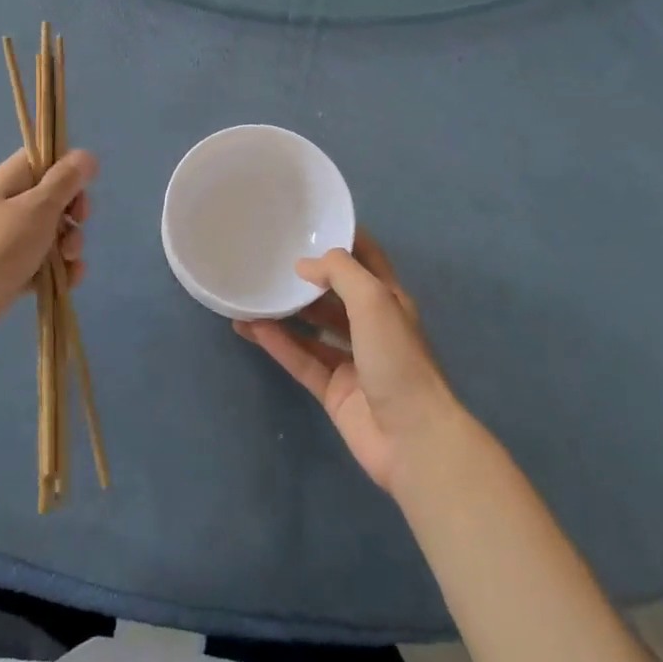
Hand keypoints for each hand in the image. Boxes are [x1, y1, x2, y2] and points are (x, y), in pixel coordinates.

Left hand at [0, 148, 94, 342]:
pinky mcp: (12, 270)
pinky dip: (59, 271)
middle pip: (55, 198)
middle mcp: (10, 204)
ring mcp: (10, 239)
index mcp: (11, 180)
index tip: (80, 190)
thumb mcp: (38, 207)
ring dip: (70, 246)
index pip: (45, 160)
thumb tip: (87, 155)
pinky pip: (44, 264)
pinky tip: (68, 281)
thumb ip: (65, 181)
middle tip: (75, 226)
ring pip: (53, 234)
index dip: (68, 171)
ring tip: (69, 262)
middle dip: (74, 215)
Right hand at [235, 230, 455, 490]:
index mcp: (390, 301)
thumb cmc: (397, 359)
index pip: (367, 259)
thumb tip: (304, 265)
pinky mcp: (333, 390)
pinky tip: (250, 328)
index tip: (310, 223)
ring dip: (285, 312)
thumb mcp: (374, 300)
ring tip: (252, 294)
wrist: (412, 438)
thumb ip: (340, 273)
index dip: (343, 239)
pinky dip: (277, 344)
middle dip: (307, 278)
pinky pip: (300, 359)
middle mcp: (371, 326)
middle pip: (335, 294)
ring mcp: (352, 360)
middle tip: (269, 259)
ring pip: (312, 328)